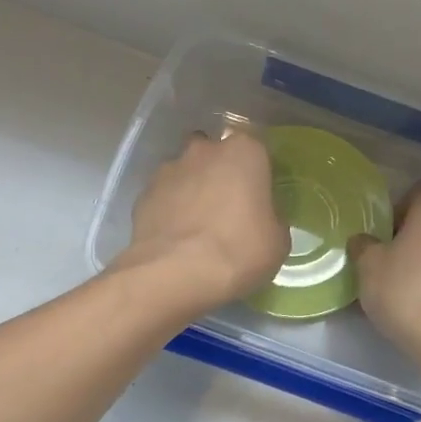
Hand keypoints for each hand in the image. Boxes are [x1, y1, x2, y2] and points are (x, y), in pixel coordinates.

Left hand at [113, 130, 287, 314]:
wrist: (175, 273)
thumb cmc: (238, 251)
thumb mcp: (277, 241)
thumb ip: (272, 218)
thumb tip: (262, 217)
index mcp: (244, 152)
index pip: (256, 148)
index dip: (258, 171)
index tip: (259, 194)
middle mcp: (204, 150)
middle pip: (215, 152)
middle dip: (220, 172)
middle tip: (228, 206)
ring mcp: (169, 169)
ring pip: (186, 171)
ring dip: (192, 189)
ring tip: (198, 225)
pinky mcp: (143, 194)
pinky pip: (164, 196)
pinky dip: (170, 209)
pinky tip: (176, 236)